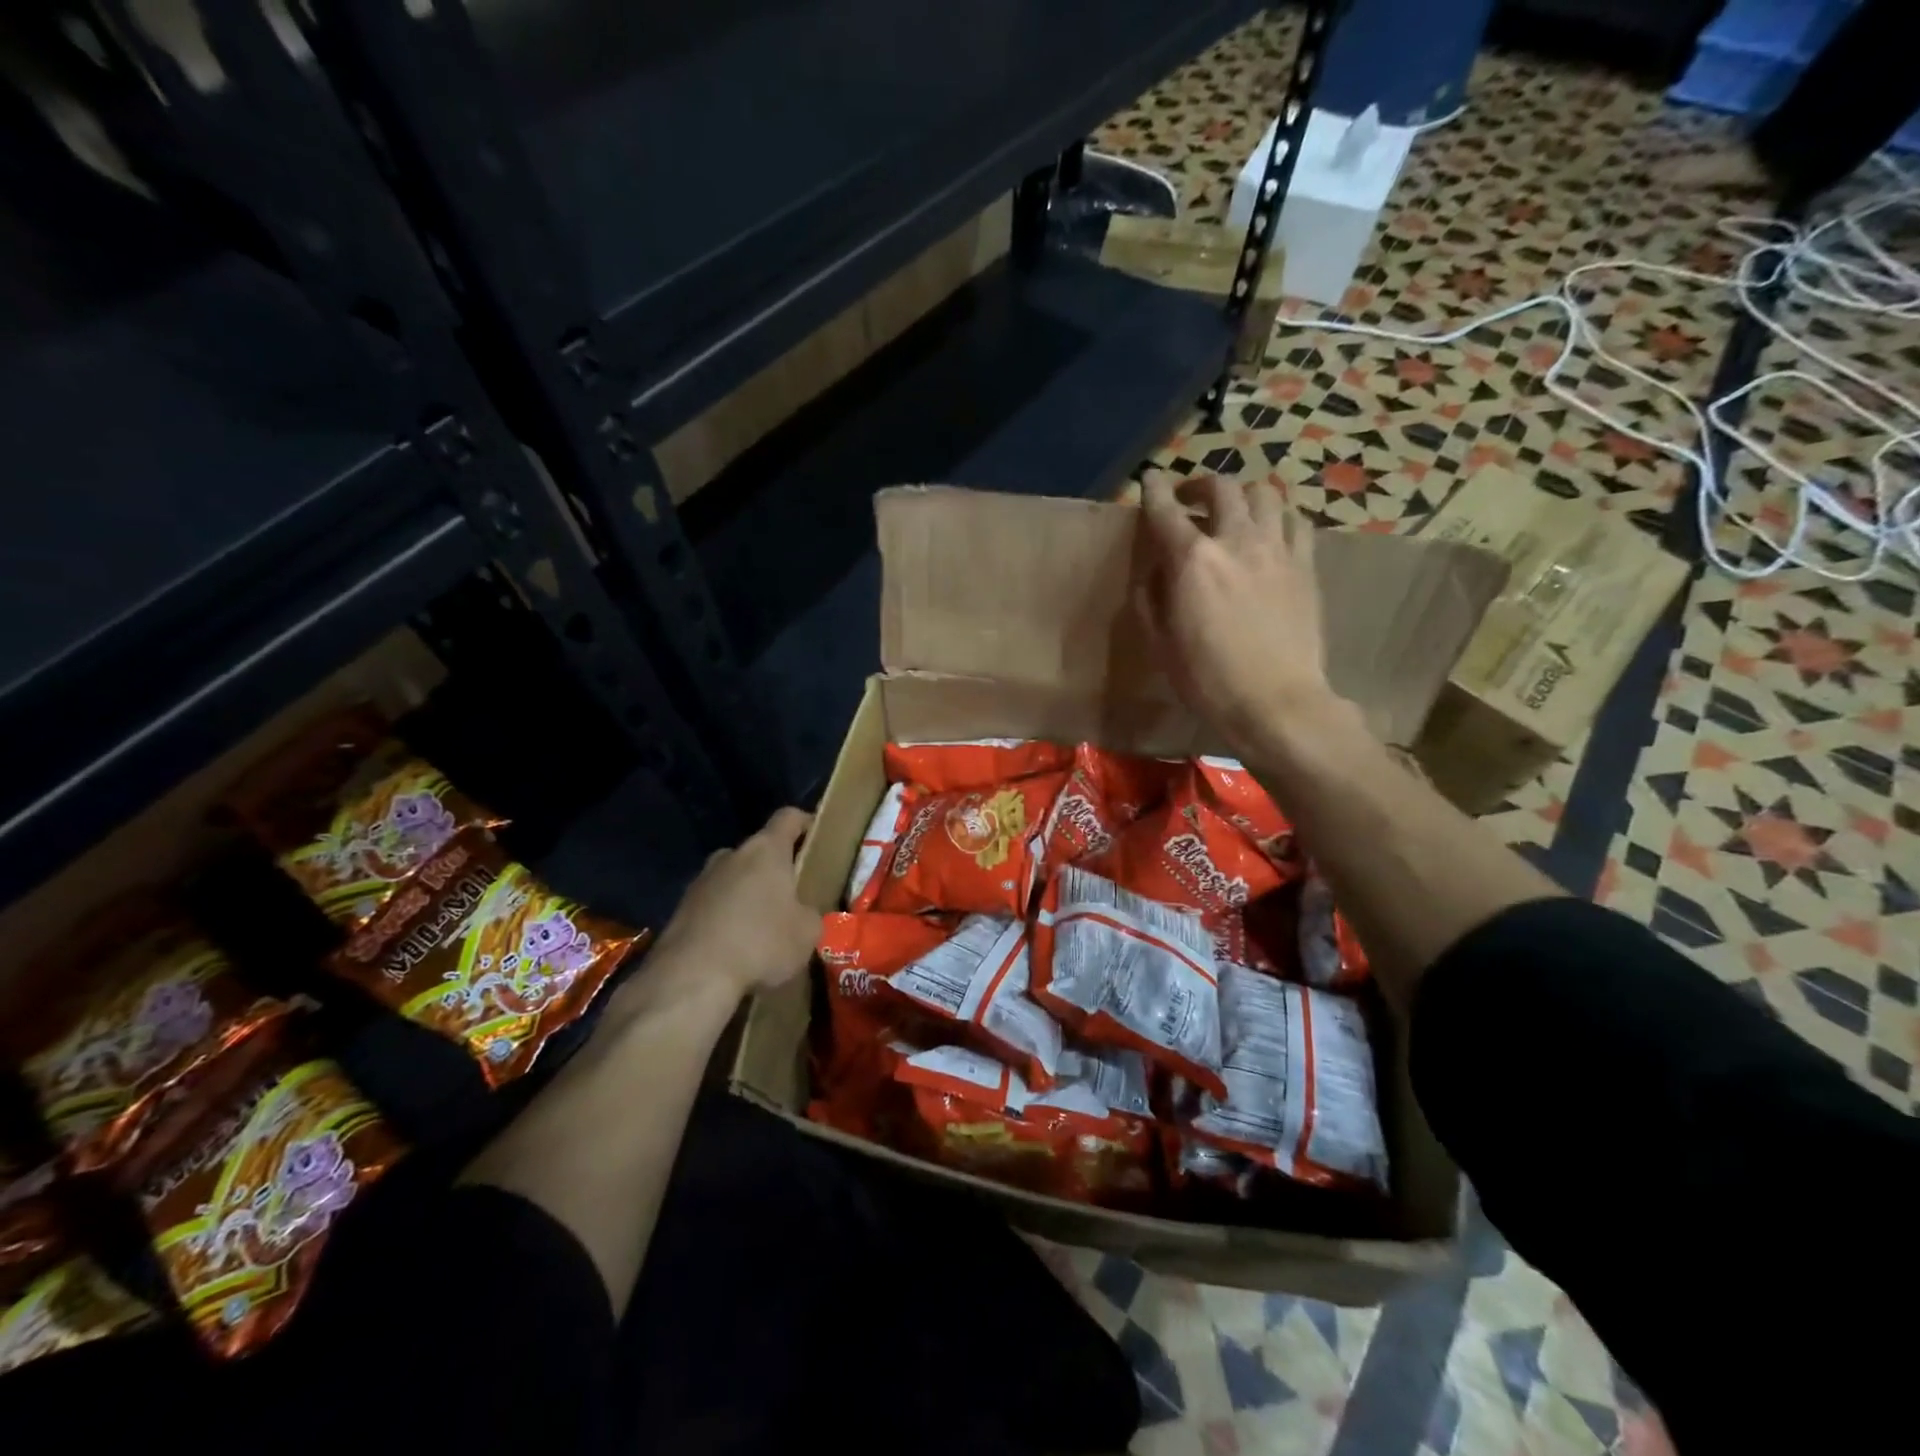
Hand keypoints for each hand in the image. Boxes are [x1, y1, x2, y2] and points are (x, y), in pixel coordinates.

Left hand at [649, 807, 821, 999]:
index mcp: (766, 850)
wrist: (691, 977)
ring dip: (748, 895)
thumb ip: (809, 914)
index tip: (816, 836)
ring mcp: (701, 881)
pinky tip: (735, 948)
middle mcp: (731, 855)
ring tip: (761, 928)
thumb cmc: (760, 943)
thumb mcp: (807, 933)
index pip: (788, 817)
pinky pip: (713, 906)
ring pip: (733, 879)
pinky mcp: (680, 909)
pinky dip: (726, 919)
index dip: (804, 822)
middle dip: (775, 870)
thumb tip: (802, 915)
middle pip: (759, 851)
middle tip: (791, 896)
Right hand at [1134, 471, 1334, 751]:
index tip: (1150, 479)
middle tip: (1190, 499)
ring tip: (1233, 511)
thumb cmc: (1208, 680)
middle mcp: (1236, 540)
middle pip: (1221, 488)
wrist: (1276, 701)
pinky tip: (1270, 531)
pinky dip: (1278, 516)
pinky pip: (1296, 521)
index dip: (1154, 490)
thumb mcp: (1161, 645)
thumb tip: (1153, 573)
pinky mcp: (1305, 566)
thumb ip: (1151, 600)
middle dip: (1200, 485)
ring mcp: (1277, 549)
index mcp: (1192, 560)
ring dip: (1242, 495)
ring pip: (1264, 494)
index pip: (1166, 511)